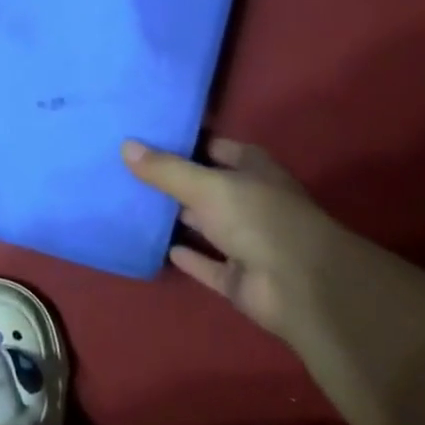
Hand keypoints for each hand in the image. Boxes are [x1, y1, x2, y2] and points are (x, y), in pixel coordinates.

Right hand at [123, 137, 369, 348]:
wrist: (299, 286)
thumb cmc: (257, 218)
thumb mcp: (206, 185)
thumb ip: (166, 169)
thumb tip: (125, 146)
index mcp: (254, 171)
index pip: (219, 149)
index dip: (191, 143)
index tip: (152, 138)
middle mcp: (252, 202)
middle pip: (210, 187)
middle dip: (177, 181)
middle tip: (132, 171)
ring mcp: (248, 241)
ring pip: (207, 226)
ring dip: (180, 219)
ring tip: (136, 205)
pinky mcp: (239, 277)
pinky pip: (207, 264)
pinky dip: (189, 258)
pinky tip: (161, 248)